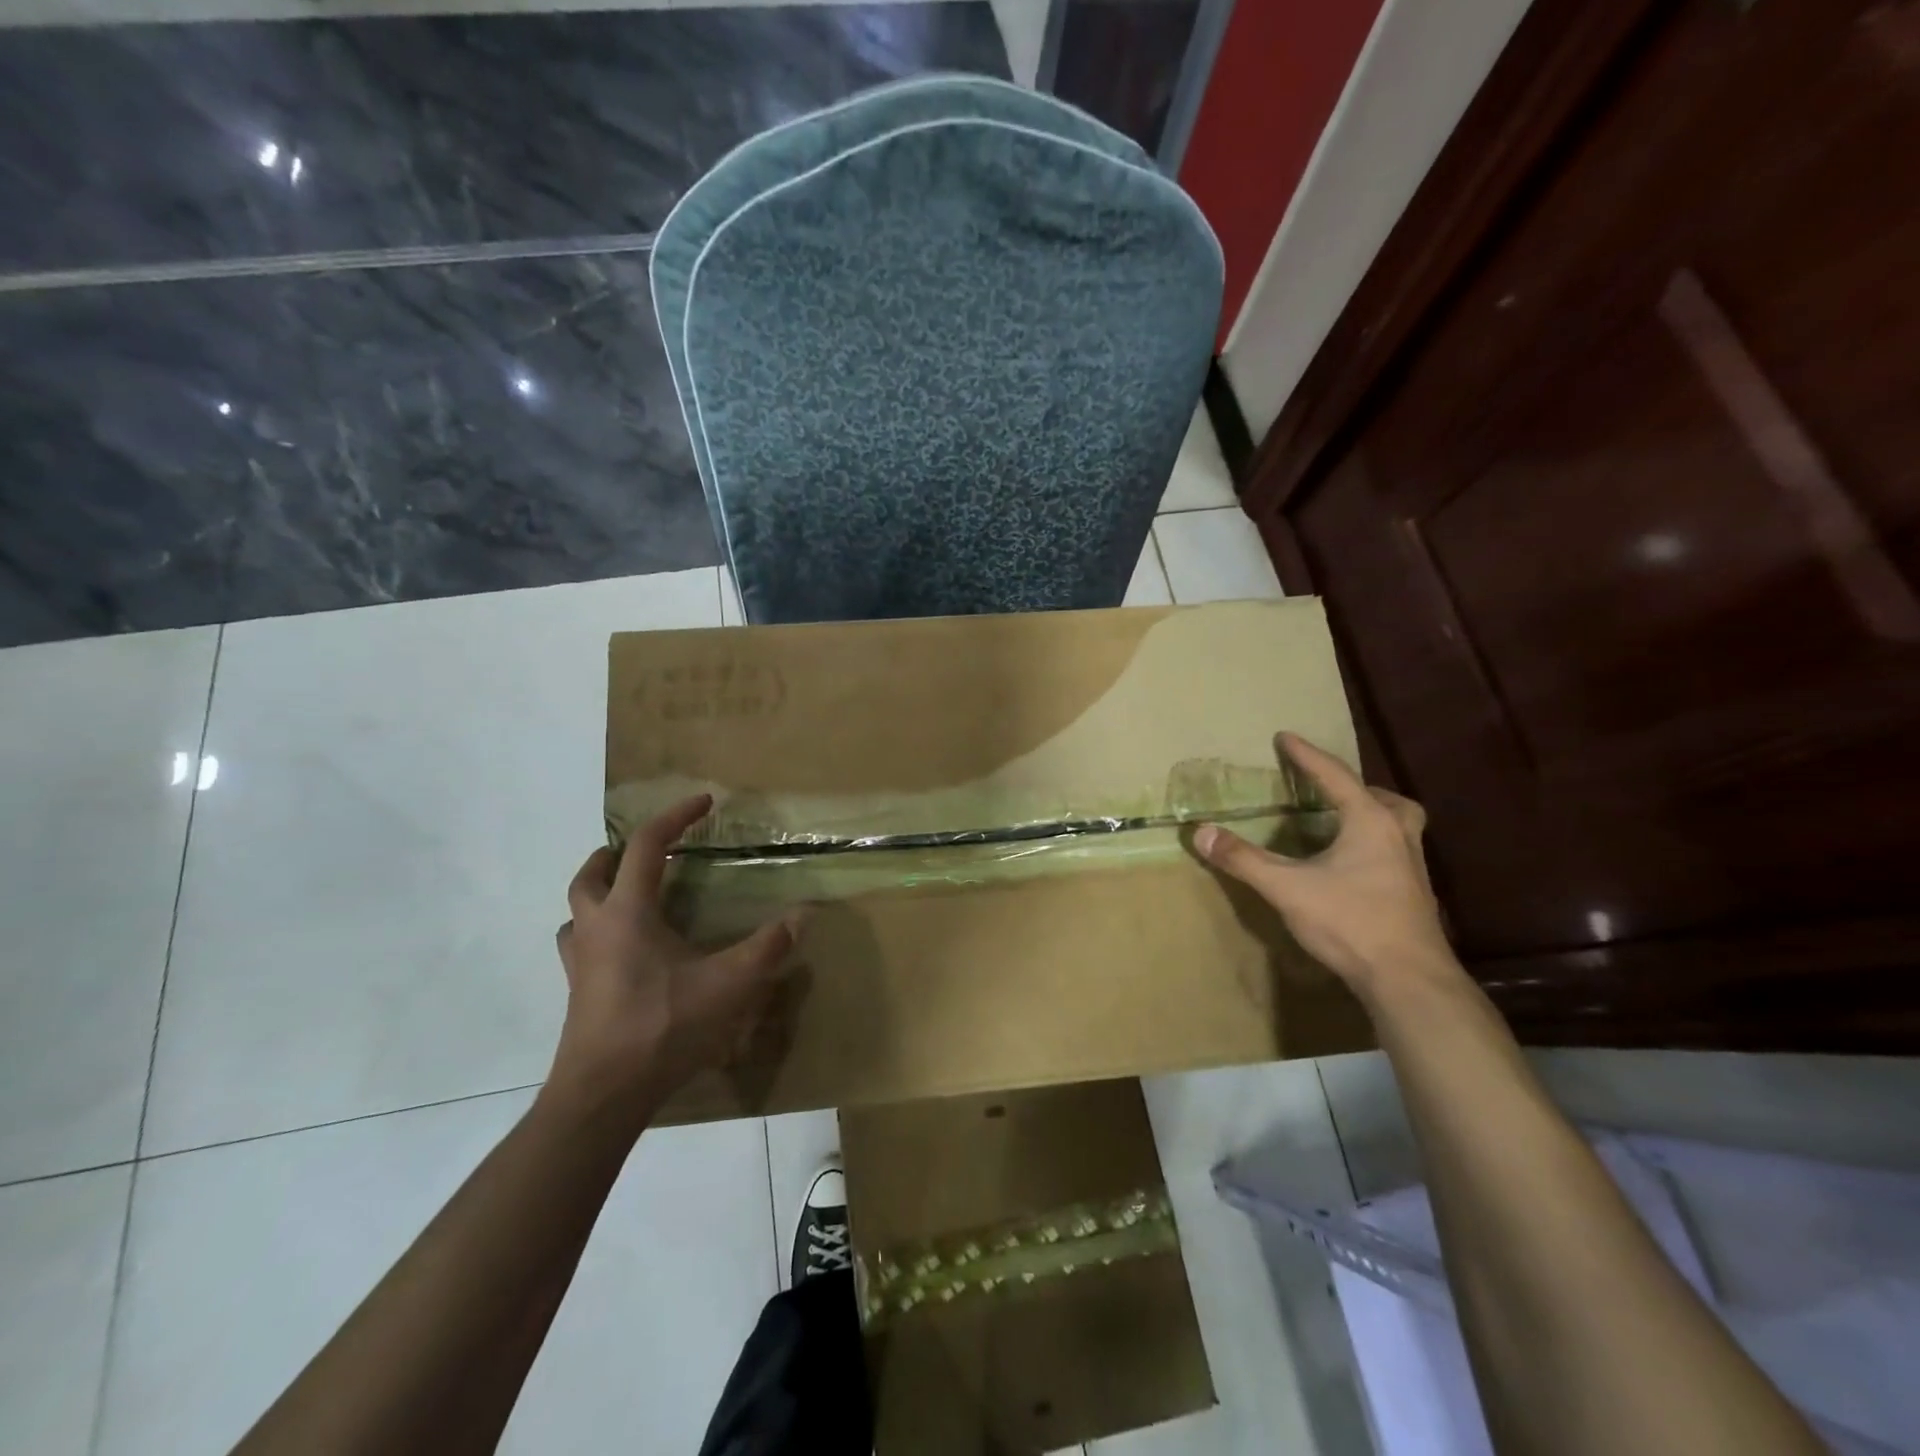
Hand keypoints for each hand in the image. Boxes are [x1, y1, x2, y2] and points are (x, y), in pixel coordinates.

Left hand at [546, 795, 802, 1124]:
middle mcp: (596, 929)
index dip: (675, 817)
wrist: (603, 1095)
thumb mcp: (729, 984)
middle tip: (645, 850)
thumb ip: (769, 947)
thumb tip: (804, 915)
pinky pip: (580, 949)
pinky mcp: (578, 996)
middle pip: (591, 875)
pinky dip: (598, 935)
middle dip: (615, 854)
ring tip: (629, 898)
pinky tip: (625, 955)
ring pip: (576, 913)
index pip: (647, 846)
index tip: (703, 802)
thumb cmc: (663, 1026)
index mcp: (628, 912)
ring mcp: (580, 965)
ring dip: (598, 895)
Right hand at [1194, 733, 1457, 1003]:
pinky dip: (1374, 844)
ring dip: (1371, 814)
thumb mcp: (1287, 887)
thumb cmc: (1350, 922)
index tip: (1285, 736)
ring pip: (1397, 824)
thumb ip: (1243, 859)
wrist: (1408, 980)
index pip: (1335, 775)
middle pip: (1382, 797)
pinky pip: (1395, 850)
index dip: (1306, 755)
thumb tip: (1201, 832)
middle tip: (1326, 789)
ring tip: (1340, 823)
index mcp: (1370, 822)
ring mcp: (1412, 866)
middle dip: (1352, 787)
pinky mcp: (1414, 894)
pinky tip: (1352, 866)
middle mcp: (1398, 835)